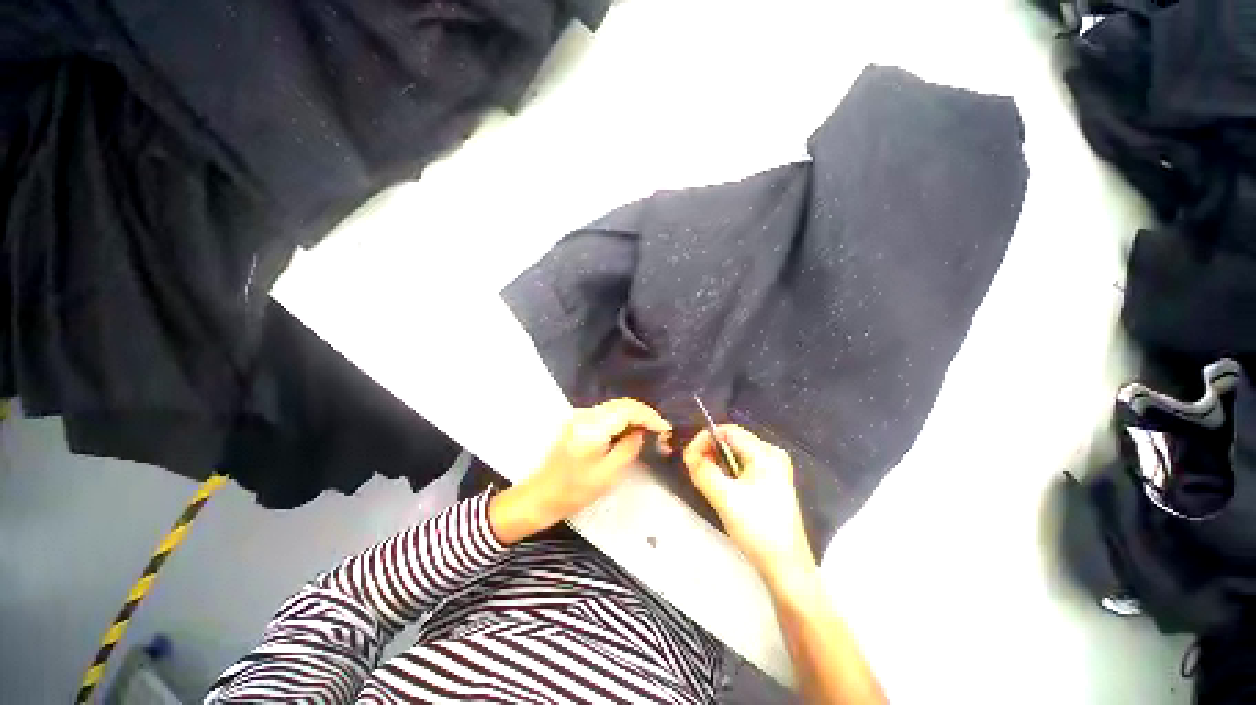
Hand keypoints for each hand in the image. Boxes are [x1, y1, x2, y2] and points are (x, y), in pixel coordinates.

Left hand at [489, 398, 671, 544]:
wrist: (541, 495)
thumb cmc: (574, 491)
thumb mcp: (608, 475)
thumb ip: (628, 448)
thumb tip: (641, 432)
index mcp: (593, 427)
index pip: (628, 410)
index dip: (649, 416)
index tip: (665, 428)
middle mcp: (586, 414)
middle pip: (622, 404)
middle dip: (643, 414)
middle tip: (660, 430)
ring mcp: (579, 415)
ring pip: (614, 406)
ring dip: (633, 415)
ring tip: (649, 430)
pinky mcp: (577, 420)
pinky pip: (606, 413)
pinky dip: (621, 418)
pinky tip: (629, 430)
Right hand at [683, 425, 814, 584]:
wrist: (786, 568)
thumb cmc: (758, 529)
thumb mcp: (725, 498)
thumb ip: (702, 471)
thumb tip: (688, 453)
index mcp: (765, 453)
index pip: (727, 431)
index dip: (705, 439)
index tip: (690, 458)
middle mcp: (771, 454)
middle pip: (731, 441)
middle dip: (710, 453)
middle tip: (697, 472)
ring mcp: (773, 469)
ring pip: (735, 455)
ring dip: (717, 465)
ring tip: (709, 484)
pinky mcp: (770, 482)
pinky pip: (742, 467)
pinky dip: (727, 474)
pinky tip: (723, 491)